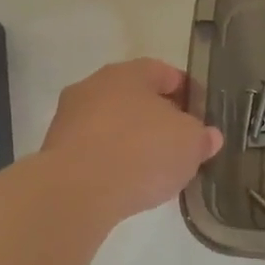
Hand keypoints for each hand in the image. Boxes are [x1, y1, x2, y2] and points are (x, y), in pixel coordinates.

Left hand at [41, 59, 222, 222]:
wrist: (75, 192)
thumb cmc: (141, 153)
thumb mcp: (190, 144)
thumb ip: (202, 137)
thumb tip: (208, 137)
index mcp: (128, 73)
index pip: (164, 72)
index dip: (187, 92)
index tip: (201, 115)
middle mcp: (94, 86)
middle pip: (134, 98)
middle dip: (157, 118)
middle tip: (179, 143)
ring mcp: (69, 118)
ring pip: (111, 124)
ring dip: (131, 141)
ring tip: (154, 169)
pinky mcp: (56, 151)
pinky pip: (94, 150)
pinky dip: (111, 162)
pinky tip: (126, 183)